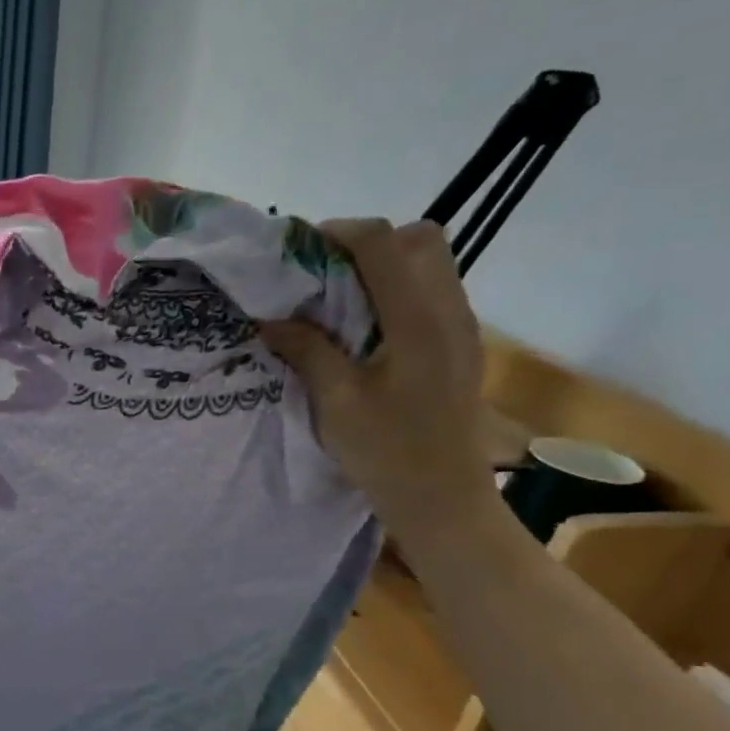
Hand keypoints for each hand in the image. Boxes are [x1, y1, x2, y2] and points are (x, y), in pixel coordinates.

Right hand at [260, 218, 501, 547]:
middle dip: (367, 243)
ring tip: (338, 299)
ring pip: (429, 262)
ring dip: (382, 265)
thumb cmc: (386, 451)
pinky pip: (430, 291)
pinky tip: (362, 327)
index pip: (384, 243)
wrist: (441, 497)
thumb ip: (307, 350)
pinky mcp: (458, 344)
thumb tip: (269, 318)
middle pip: (419, 239)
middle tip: (323, 273)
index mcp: (418, 321)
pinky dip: (395, 289)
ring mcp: (460, 326)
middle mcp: (448, 311)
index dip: (338, 233)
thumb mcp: (336, 402)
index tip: (297, 252)